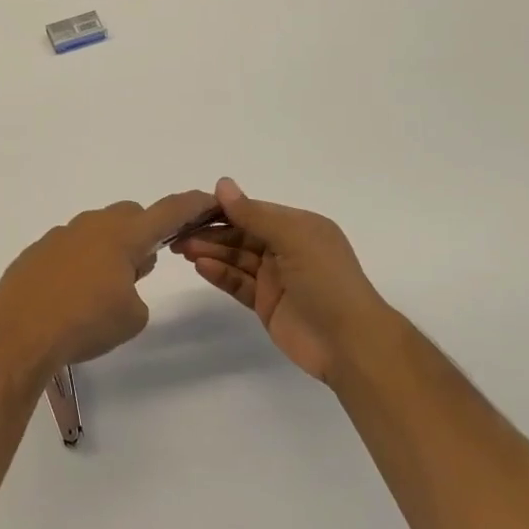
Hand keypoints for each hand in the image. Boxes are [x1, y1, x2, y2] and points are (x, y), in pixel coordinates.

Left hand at [0, 190, 216, 377]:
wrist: (20, 335)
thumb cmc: (86, 323)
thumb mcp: (132, 316)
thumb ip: (137, 289)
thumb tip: (123, 276)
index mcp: (122, 236)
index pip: (167, 212)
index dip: (191, 205)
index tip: (208, 198)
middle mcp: (91, 226)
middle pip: (128, 215)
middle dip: (142, 233)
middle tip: (142, 268)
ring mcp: (59, 236)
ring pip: (95, 230)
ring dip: (108, 249)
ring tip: (103, 289)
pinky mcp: (35, 253)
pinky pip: (68, 248)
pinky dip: (78, 263)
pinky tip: (70, 295)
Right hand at [172, 177, 398, 384]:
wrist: (350, 343)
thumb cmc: (327, 281)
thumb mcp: (293, 238)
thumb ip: (254, 214)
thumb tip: (222, 184)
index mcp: (299, 227)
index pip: (254, 211)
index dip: (223, 209)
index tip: (191, 208)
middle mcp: (287, 249)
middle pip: (241, 234)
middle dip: (211, 232)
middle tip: (178, 233)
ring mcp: (276, 278)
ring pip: (236, 258)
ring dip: (211, 252)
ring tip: (183, 249)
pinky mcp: (266, 303)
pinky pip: (238, 283)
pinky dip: (220, 274)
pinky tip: (201, 267)